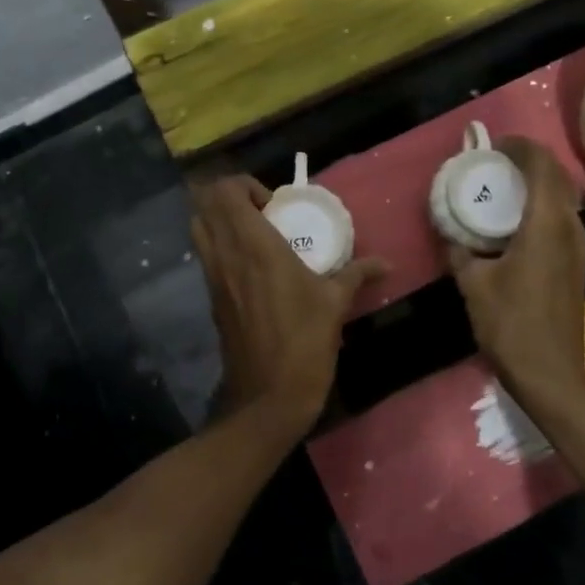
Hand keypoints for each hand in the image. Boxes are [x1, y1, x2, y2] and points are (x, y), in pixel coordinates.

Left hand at [191, 175, 384, 438]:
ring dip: (220, 221)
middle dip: (229, 199)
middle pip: (205, 205)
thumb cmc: (303, 344)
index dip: (245, 186)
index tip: (274, 205)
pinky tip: (252, 267)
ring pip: (199, 229)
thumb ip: (356, 274)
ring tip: (256, 236)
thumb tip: (385, 263)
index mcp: (254, 246)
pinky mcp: (212, 298)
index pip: (226, 192)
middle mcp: (226, 254)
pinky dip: (220, 247)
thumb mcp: (335, 305)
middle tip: (263, 213)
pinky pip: (206, 256)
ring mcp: (213, 277)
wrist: (267, 398)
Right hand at [446, 138, 584, 420]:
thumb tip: (451, 233)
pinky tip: (517, 218)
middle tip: (497, 161)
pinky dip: (543, 204)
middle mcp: (570, 229)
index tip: (494, 145)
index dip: (520, 148)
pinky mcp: (577, 263)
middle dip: (530, 161)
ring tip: (505, 184)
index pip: (542, 167)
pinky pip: (563, 217)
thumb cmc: (509, 324)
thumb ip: (460, 251)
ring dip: (539, 182)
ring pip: (564, 197)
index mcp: (546, 226)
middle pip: (558, 177)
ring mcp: (579, 247)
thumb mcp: (472, 283)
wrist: (550, 373)